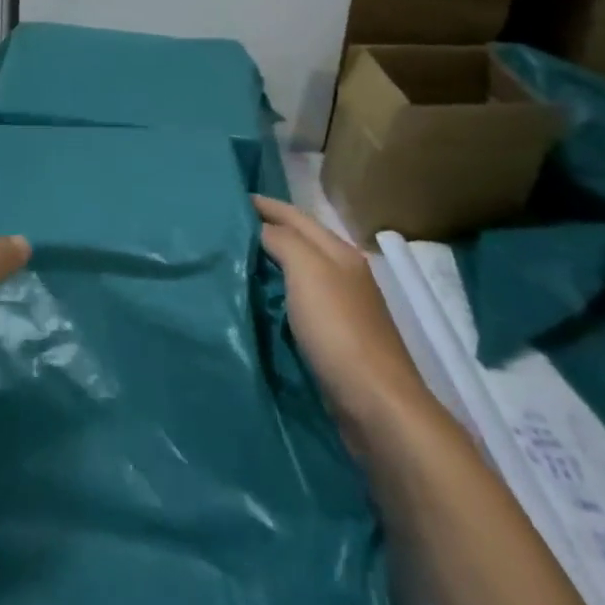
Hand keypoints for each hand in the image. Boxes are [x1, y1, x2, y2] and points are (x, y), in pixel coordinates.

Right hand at [255, 196, 432, 435]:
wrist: (377, 405)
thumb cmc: (338, 329)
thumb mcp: (307, 270)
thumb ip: (283, 241)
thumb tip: (261, 229)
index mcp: (339, 252)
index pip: (296, 216)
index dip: (266, 205)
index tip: (232, 199)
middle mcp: (344, 274)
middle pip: (300, 241)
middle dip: (267, 230)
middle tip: (228, 228)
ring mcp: (343, 308)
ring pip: (300, 272)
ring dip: (271, 263)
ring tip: (237, 261)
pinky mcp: (337, 340)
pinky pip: (299, 303)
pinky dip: (278, 294)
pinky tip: (260, 301)